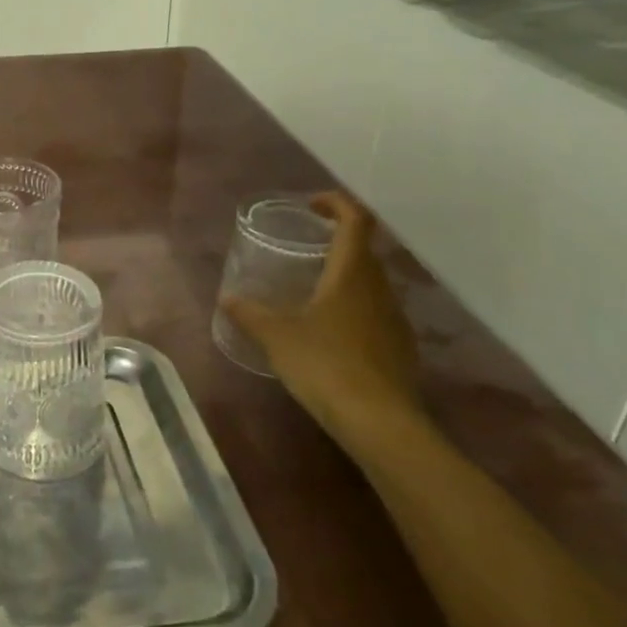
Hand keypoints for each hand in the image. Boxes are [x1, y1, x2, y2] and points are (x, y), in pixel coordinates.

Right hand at [224, 191, 422, 438]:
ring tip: (311, 290)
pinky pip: (374, 313)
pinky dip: (353, 309)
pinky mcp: (399, 349)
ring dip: (345, 277)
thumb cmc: (325, 364)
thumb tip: (227, 299)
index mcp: (351, 273)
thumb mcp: (276, 336)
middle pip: (364, 251)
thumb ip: (249, 314)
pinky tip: (329, 333)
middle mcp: (379, 288)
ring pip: (370, 284)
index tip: (312, 205)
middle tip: (304, 247)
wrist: (380, 423)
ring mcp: (394, 319)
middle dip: (336, 242)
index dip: (336, 204)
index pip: (355, 220)